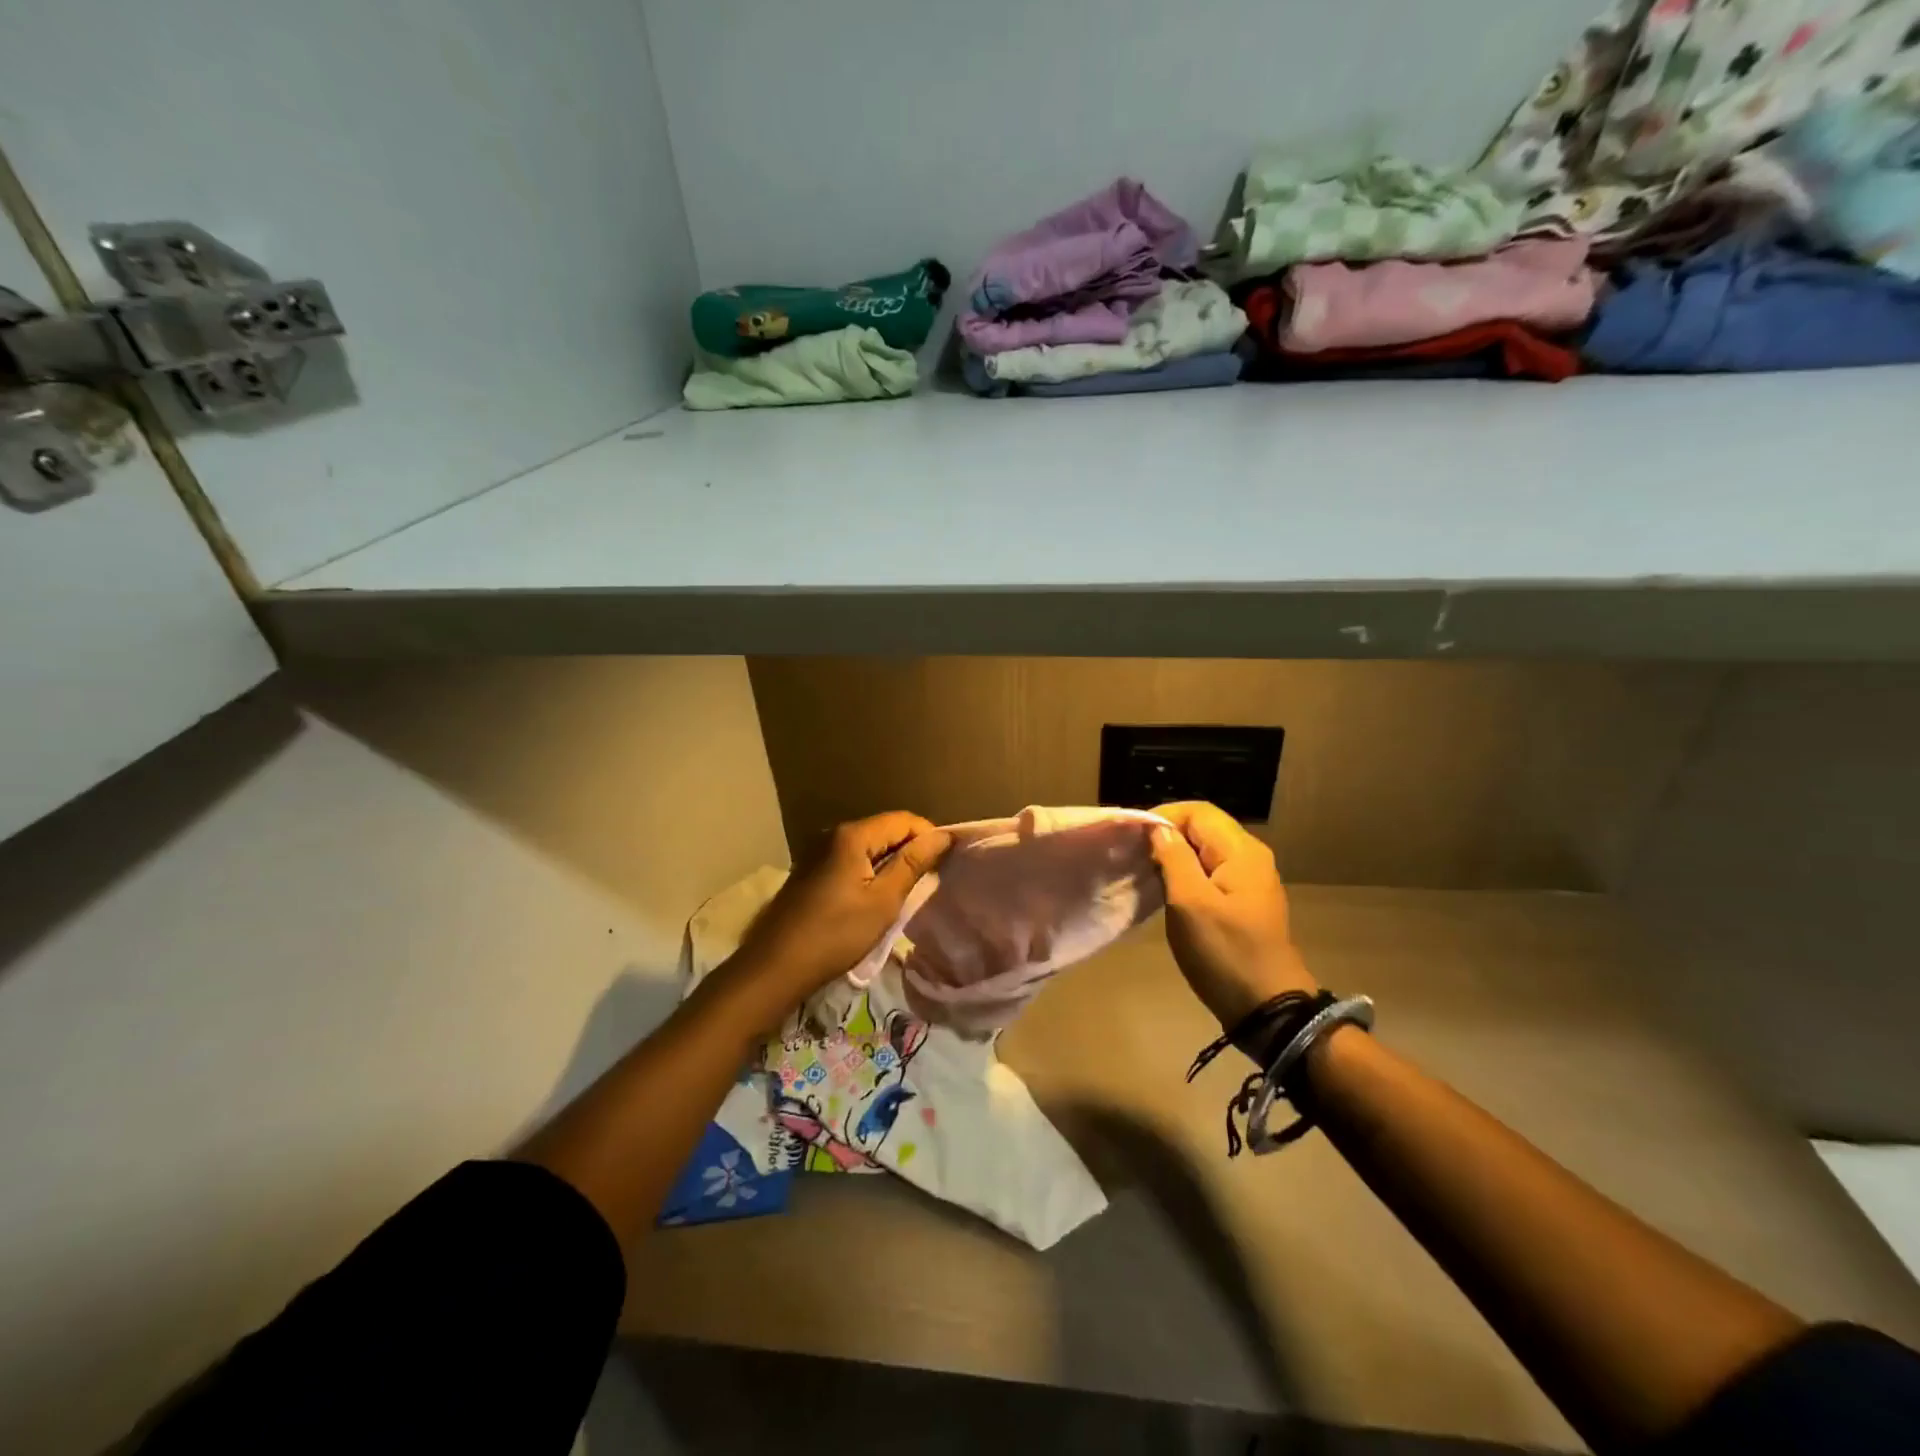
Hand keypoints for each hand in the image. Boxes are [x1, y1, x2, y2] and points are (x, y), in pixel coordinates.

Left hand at [731, 812, 951, 1002]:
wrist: (774, 967)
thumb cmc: (835, 934)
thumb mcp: (883, 901)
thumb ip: (913, 864)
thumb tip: (942, 835)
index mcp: (852, 835)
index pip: (904, 820)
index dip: (929, 836)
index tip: (945, 864)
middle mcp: (833, 834)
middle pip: (885, 830)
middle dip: (911, 850)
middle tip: (929, 881)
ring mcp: (817, 852)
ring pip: (868, 847)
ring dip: (890, 864)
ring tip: (907, 892)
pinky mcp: (810, 872)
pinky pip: (850, 861)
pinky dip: (869, 872)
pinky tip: (875, 898)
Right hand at [1150, 801, 1317, 1030]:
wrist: (1268, 1009)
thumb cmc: (1225, 953)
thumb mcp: (1190, 903)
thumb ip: (1173, 858)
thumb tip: (1158, 829)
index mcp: (1241, 851)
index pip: (1198, 811)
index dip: (1163, 817)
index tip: (1134, 839)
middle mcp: (1250, 857)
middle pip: (1203, 828)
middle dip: (1167, 836)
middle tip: (1135, 857)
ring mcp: (1250, 881)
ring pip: (1205, 851)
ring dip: (1174, 857)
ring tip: (1146, 875)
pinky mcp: (1244, 903)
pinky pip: (1211, 873)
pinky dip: (1186, 875)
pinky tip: (1167, 894)